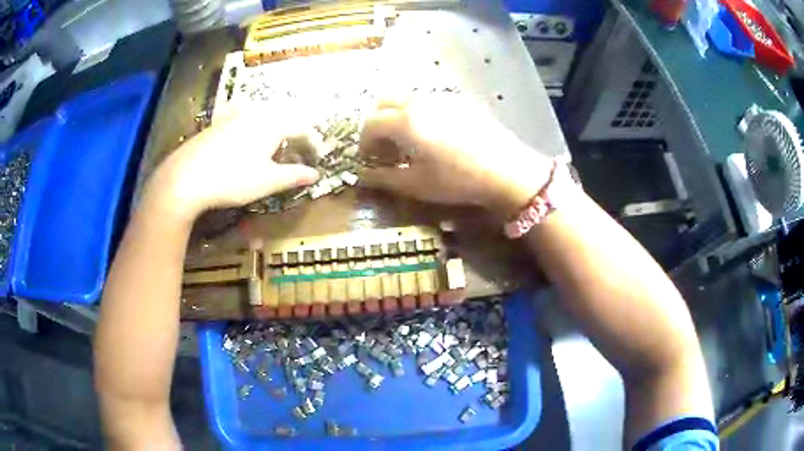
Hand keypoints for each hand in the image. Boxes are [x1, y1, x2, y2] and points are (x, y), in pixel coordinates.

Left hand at [146, 108, 319, 219]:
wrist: (185, 178)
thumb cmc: (232, 179)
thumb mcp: (267, 181)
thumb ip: (294, 176)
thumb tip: (315, 175)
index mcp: (272, 124)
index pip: (302, 128)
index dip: (313, 143)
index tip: (317, 158)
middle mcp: (255, 114)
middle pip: (283, 118)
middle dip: (294, 134)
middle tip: (298, 152)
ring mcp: (234, 117)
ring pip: (263, 118)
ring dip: (274, 132)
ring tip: (274, 150)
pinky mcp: (217, 125)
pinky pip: (244, 122)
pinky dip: (254, 133)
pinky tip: (245, 149)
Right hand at [358, 94, 550, 215]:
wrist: (506, 169)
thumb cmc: (457, 180)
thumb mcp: (416, 185)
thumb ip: (383, 178)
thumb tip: (361, 175)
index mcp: (404, 121)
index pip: (370, 123)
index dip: (364, 142)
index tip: (369, 158)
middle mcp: (419, 101)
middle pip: (384, 102)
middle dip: (378, 123)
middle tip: (386, 147)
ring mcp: (442, 97)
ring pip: (407, 99)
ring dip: (398, 116)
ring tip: (410, 142)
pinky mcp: (461, 100)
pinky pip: (430, 100)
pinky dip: (420, 113)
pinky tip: (435, 135)